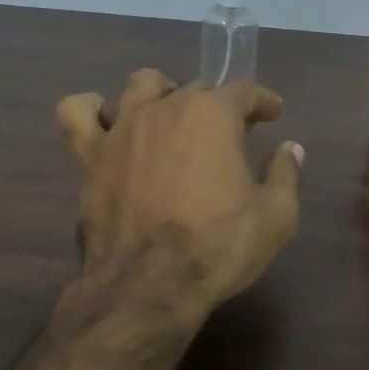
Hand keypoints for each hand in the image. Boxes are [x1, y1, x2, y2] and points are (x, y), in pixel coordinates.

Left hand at [57, 71, 304, 313]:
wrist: (150, 284)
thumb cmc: (219, 246)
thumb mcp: (276, 215)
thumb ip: (285, 173)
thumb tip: (291, 148)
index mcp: (212, 114)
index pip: (243, 90)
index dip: (262, 100)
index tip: (272, 112)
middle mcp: (166, 107)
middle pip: (194, 89)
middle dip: (216, 105)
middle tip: (228, 132)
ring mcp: (123, 128)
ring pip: (140, 85)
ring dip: (160, 94)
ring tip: (169, 117)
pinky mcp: (89, 155)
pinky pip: (77, 113)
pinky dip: (90, 110)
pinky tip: (104, 121)